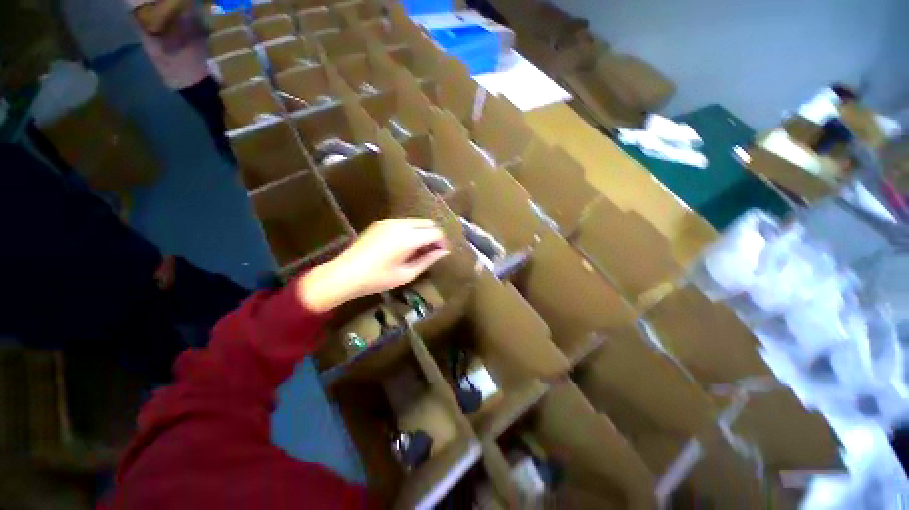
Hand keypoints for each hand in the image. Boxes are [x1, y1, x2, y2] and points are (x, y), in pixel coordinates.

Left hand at [298, 219, 448, 312]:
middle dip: (434, 235)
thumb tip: (443, 251)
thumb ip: (427, 260)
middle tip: (431, 252)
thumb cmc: (378, 279)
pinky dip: (410, 231)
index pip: (435, 232)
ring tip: (418, 250)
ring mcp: (389, 221)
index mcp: (408, 238)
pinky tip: (404, 246)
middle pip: (427, 223)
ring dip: (422, 232)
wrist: (344, 274)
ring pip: (416, 222)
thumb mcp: (406, 274)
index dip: (442, 242)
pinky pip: (403, 223)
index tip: (441, 253)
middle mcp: (401, 224)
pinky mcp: (380, 223)